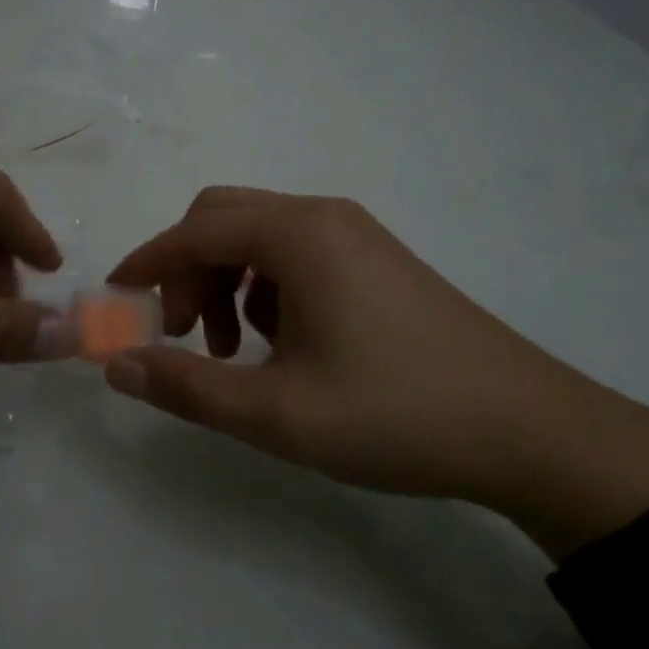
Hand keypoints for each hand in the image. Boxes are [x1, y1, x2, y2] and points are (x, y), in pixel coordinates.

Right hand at [106, 187, 648, 558]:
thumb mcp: (277, 412)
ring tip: (234, 349)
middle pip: (222, 219)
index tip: (115, 298)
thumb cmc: (395, 414)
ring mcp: (356, 234)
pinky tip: (283, 341)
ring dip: (225, 280)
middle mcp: (323, 216)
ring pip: (259, 236)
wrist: (533, 432)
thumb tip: (116, 365)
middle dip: (186, 270)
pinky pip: (295, 252)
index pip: (194, 232)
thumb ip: (186, 387)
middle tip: (184, 333)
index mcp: (297, 234)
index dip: (146, 262)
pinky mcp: (377, 259)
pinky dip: (265, 286)